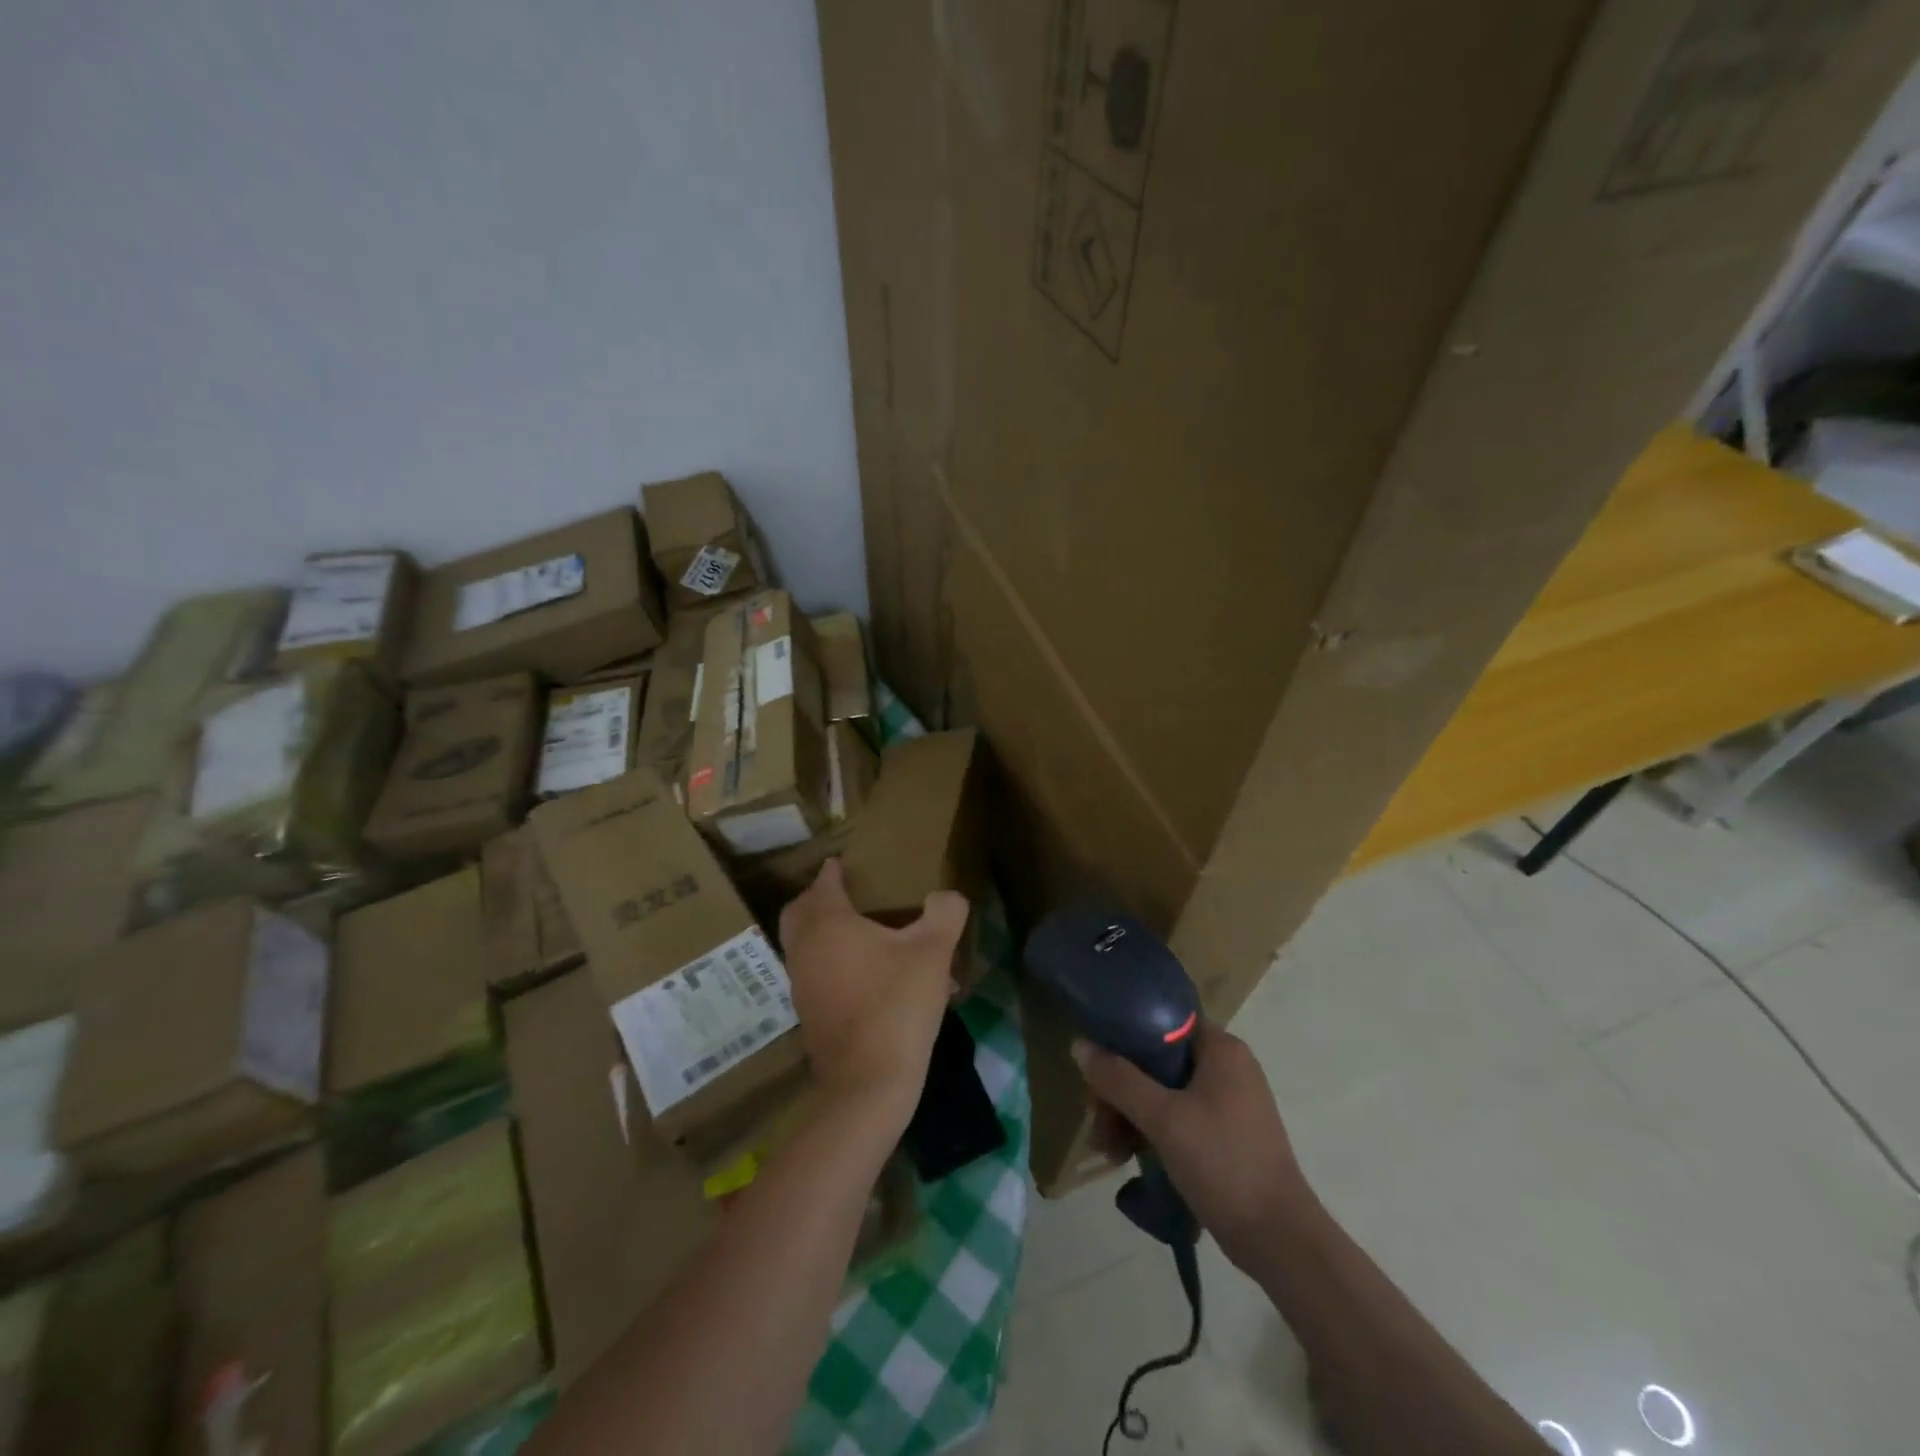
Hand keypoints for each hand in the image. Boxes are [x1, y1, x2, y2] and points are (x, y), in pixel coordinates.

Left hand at [779, 859, 968, 1114]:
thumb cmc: (896, 1004)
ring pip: (804, 944)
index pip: (822, 883)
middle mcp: (805, 949)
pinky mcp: (808, 1013)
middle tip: (846, 893)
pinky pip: (815, 973)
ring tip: (863, 933)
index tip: (844, 862)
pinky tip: (870, 976)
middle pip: (799, 912)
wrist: (867, 1083)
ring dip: (824, 932)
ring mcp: (801, 984)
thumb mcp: (933, 952)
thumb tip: (947, 896)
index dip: (834, 870)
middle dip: (818, 898)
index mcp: (827, 924)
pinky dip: (831, 962)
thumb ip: (945, 913)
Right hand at [1074, 1024, 1313, 1271]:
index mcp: (1221, 1048)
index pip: (1161, 1022)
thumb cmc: (1222, 1163)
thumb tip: (1080, 1044)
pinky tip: (1127, 1158)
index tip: (1097, 1066)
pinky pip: (1178, 1117)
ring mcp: (1228, 1102)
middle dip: (1121, 1090)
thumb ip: (1119, 1079)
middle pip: (1157, 1061)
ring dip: (1130, 1116)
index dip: (1123, 1039)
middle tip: (1097, 1120)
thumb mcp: (1162, 1118)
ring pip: (1163, 1092)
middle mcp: (1227, 1066)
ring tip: (1107, 1150)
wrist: (1279, 1240)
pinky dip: (1152, 1132)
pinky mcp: (1226, 1134)